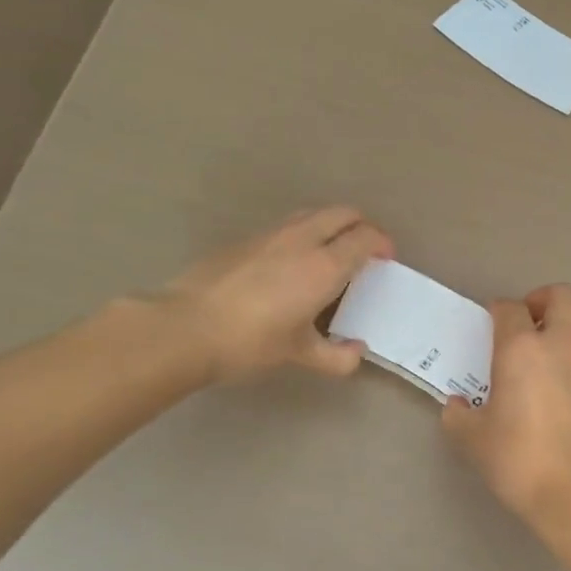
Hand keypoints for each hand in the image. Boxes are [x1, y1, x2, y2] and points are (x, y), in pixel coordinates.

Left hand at [153, 207, 393, 383]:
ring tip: (331, 251)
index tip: (386, 258)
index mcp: (324, 265)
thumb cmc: (250, 341)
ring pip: (313, 214)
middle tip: (365, 249)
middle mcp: (302, 240)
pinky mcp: (245, 239)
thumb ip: (335, 356)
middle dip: (361, 225)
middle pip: (342, 213)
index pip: (365, 237)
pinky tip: (291, 263)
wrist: (184, 327)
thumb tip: (357, 353)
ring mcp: (270, 235)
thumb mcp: (298, 354)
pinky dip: (303, 234)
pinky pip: (286, 226)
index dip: (382, 243)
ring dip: (331, 225)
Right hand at [443, 284, 570, 530]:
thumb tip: (459, 406)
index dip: (497, 311)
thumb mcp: (473, 439)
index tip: (490, 324)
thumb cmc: (519, 459)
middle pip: (560, 295)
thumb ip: (459, 416)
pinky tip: (562, 371)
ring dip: (568, 315)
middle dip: (540, 299)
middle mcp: (559, 343)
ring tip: (550, 338)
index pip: (509, 308)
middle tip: (525, 322)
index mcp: (521, 348)